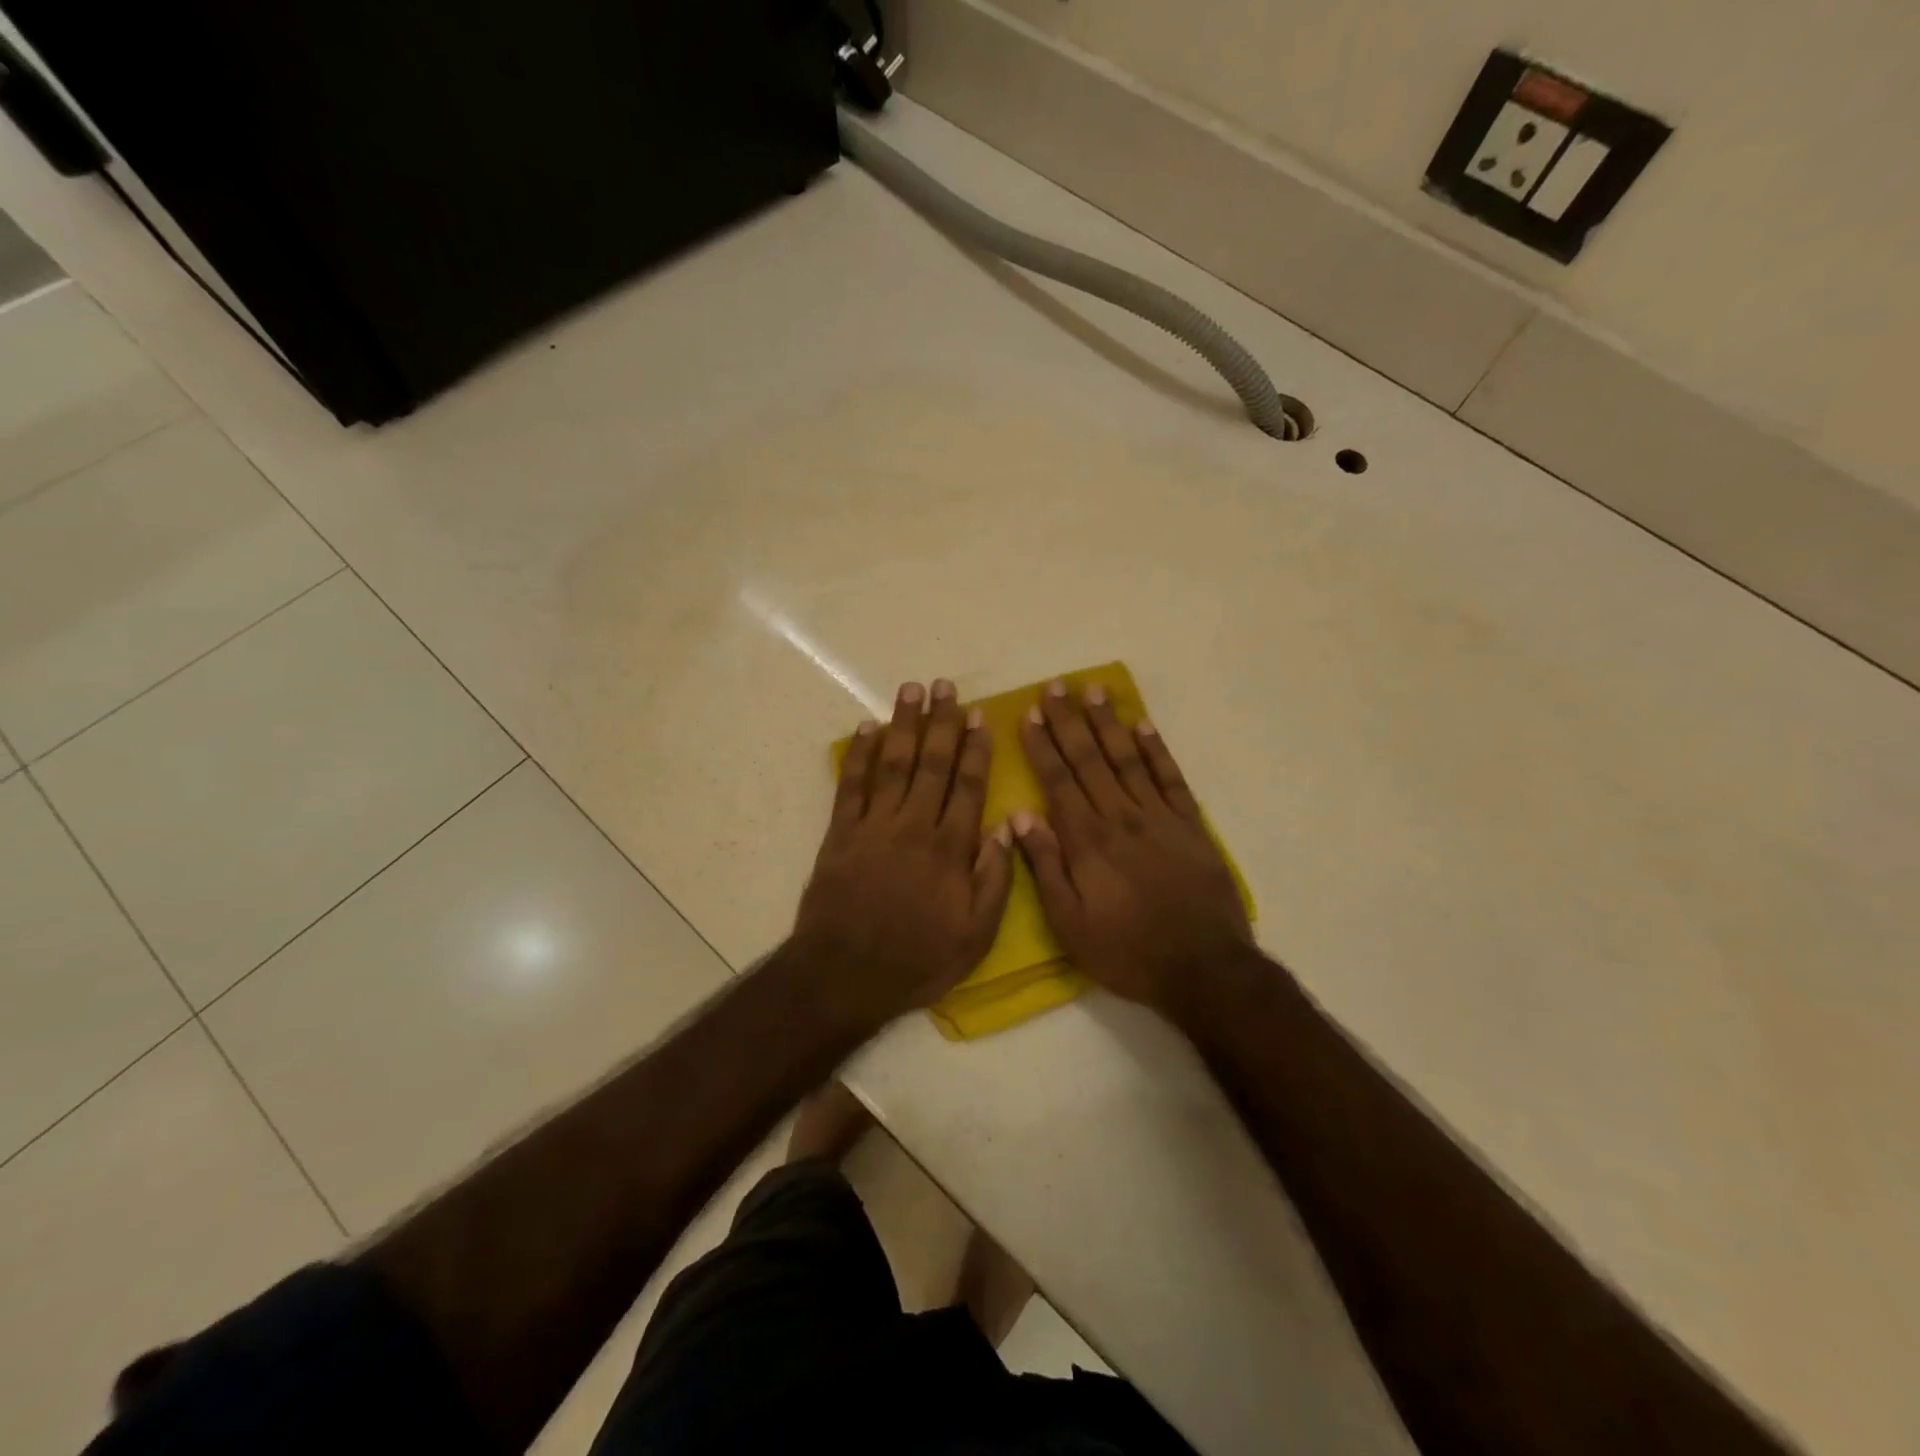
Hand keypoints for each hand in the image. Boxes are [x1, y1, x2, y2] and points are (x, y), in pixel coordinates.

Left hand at [794, 679, 1014, 1024]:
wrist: (844, 975)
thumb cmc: (917, 959)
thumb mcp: (975, 937)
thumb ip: (994, 880)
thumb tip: (1005, 828)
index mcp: (950, 849)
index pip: (968, 786)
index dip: (975, 748)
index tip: (980, 716)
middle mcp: (914, 826)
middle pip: (932, 763)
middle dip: (941, 721)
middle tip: (946, 685)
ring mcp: (874, 826)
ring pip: (893, 763)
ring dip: (904, 724)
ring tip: (911, 690)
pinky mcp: (841, 833)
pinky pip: (851, 785)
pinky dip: (858, 754)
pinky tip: (866, 728)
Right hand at [1014, 682, 1254, 1014]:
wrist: (1204, 967)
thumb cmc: (1127, 951)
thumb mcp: (1070, 923)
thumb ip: (1045, 867)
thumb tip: (1020, 817)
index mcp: (1087, 840)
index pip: (1058, 780)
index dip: (1042, 745)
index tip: (1030, 714)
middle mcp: (1120, 816)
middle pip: (1089, 759)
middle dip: (1069, 721)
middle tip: (1055, 686)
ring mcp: (1159, 817)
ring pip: (1127, 758)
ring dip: (1108, 723)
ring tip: (1093, 690)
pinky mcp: (1191, 825)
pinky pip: (1170, 777)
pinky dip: (1155, 749)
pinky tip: (1142, 725)